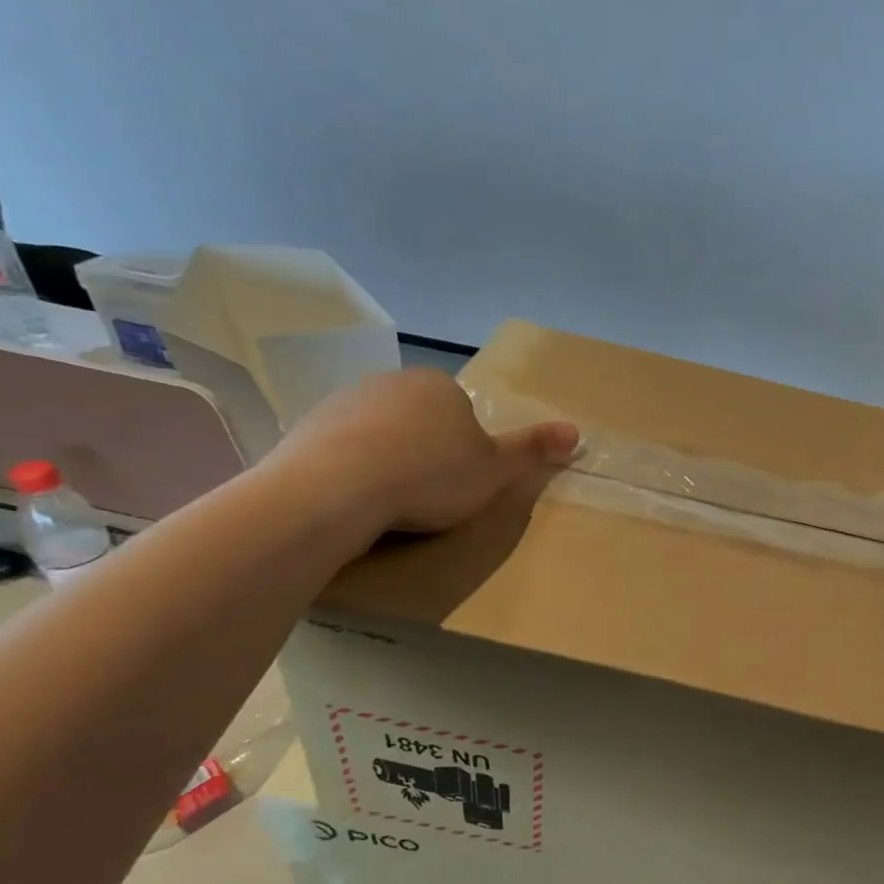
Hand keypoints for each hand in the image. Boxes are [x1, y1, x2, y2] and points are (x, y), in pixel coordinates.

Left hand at [266, 368, 578, 542]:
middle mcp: (393, 381)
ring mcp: (346, 400)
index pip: (464, 414)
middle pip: (422, 420)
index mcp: (441, 385)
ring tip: (392, 503)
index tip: (461, 481)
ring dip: (389, 460)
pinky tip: (356, 499)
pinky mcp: (308, 426)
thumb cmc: (431, 476)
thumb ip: (533, 449)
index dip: (468, 450)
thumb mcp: (496, 469)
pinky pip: (343, 448)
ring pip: (381, 433)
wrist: (337, 488)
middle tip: (430, 495)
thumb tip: (576, 431)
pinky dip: (352, 469)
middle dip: (427, 451)